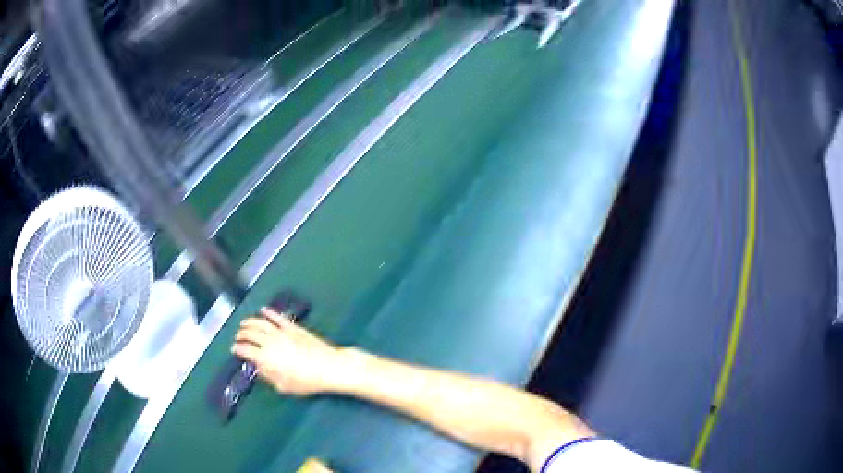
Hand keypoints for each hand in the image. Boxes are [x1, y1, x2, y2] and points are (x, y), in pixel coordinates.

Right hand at [232, 308, 343, 395]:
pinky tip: (263, 310)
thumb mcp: (284, 386)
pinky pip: (277, 317)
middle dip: (241, 335)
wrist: (329, 367)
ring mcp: (282, 332)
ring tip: (244, 323)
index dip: (237, 349)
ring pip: (260, 322)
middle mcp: (270, 342)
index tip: (234, 349)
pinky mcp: (293, 327)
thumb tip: (260, 369)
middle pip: (250, 334)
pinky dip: (268, 312)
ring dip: (249, 322)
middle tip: (238, 337)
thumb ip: (268, 376)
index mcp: (266, 358)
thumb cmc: (307, 381)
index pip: (245, 350)